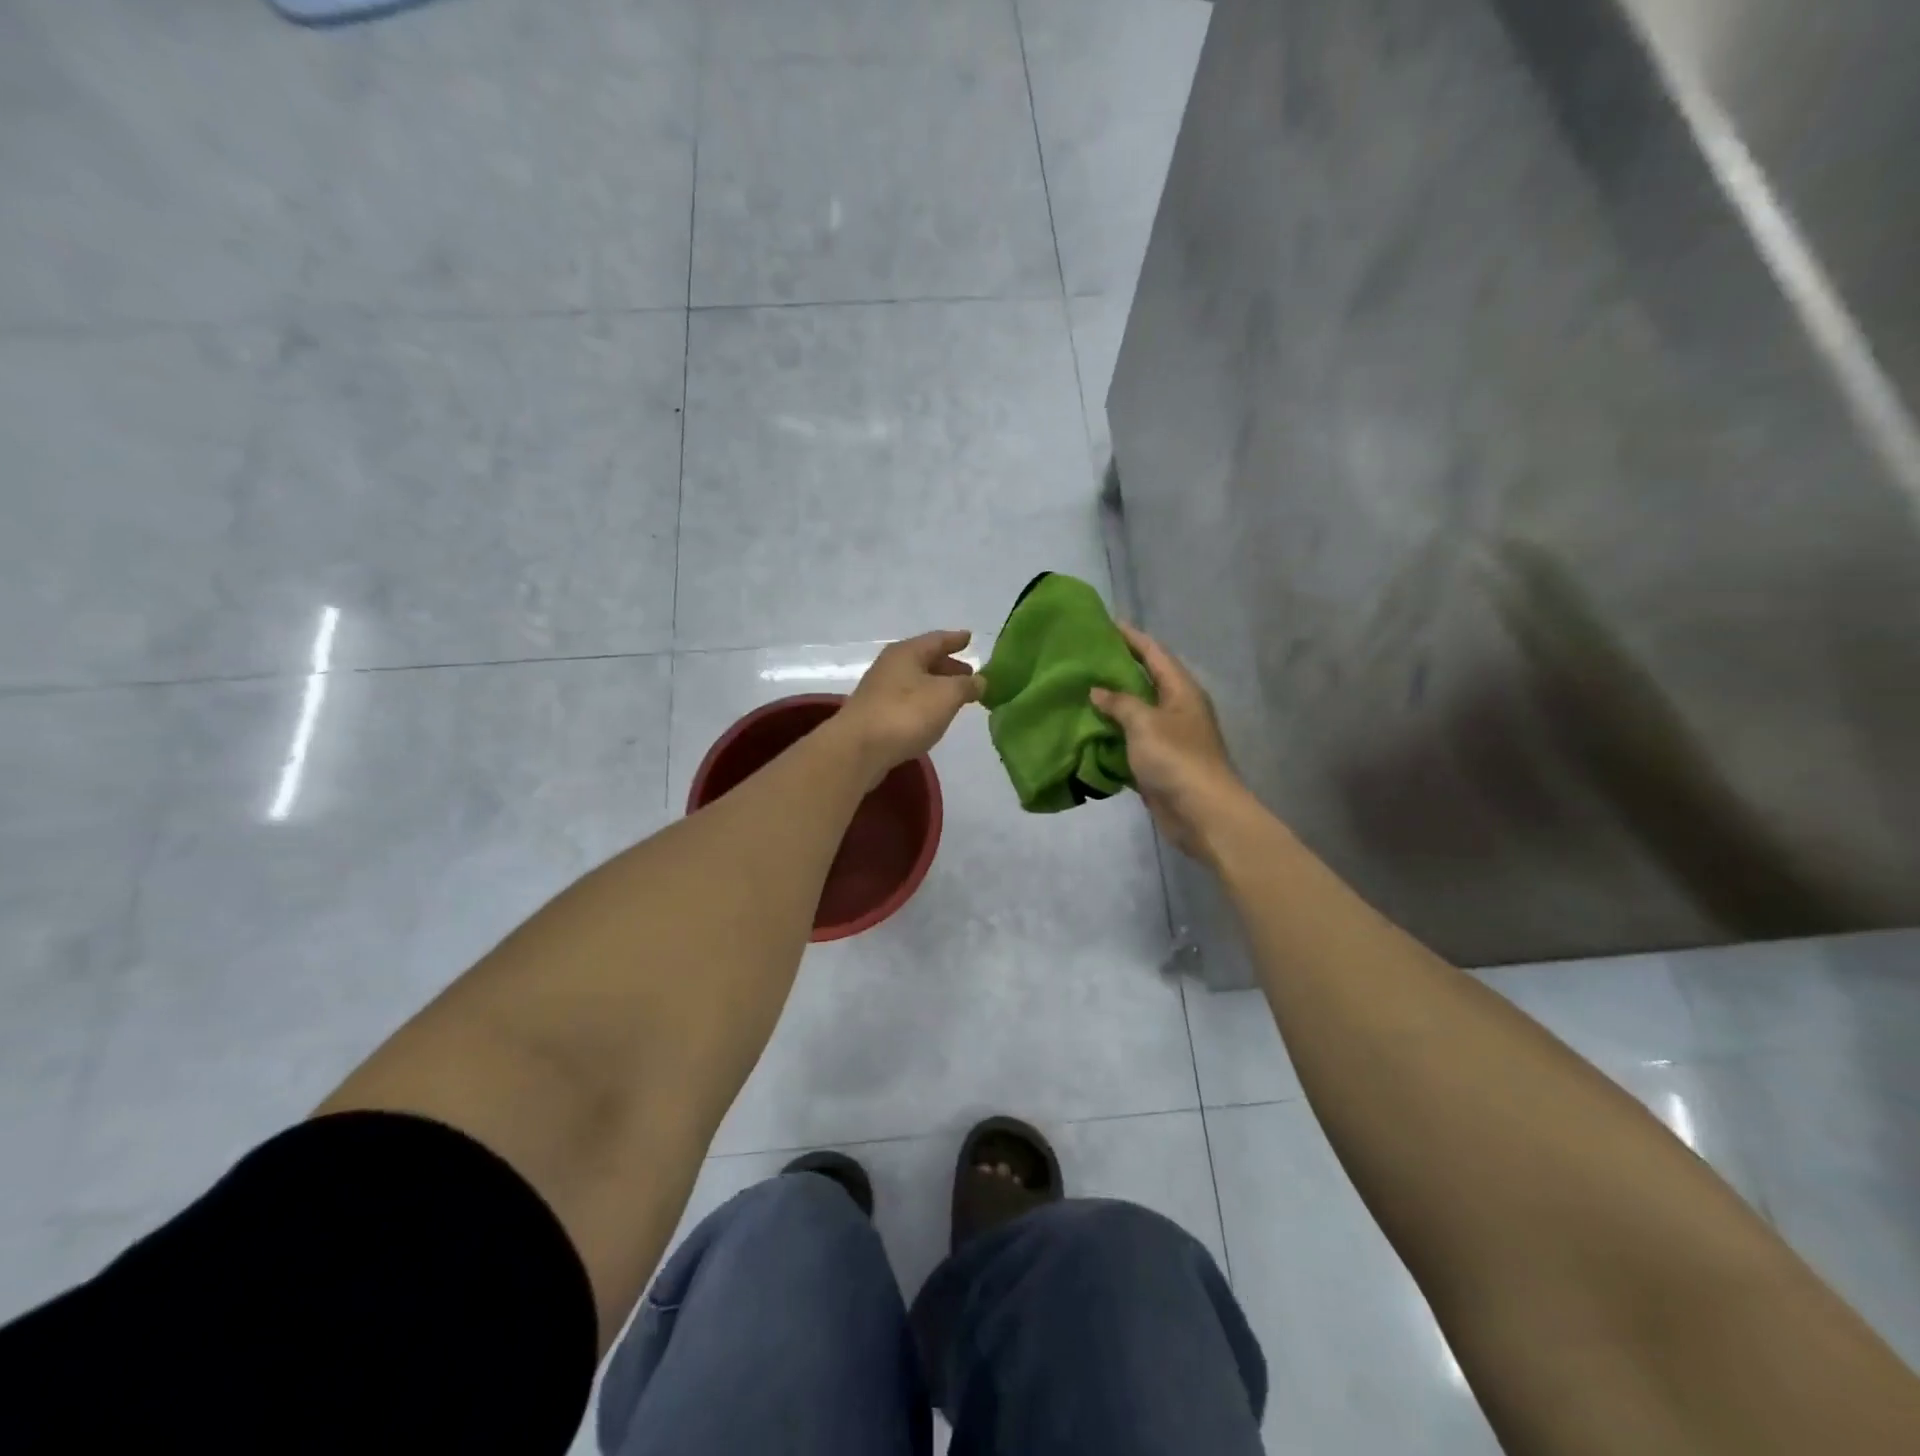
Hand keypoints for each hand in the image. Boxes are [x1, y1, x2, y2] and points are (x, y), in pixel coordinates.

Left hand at [837, 630, 984, 783]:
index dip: (956, 639)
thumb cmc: (906, 713)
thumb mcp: (946, 695)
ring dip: (937, 685)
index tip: (970, 638)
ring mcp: (880, 690)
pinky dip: (924, 701)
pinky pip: (907, 700)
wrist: (858, 749)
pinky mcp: (876, 714)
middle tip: (969, 674)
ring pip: (916, 681)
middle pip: (924, 660)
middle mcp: (891, 666)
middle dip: (948, 665)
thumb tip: (980, 681)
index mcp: (907, 652)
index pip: (937, 639)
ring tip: (956, 696)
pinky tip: (933, 715)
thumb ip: (967, 685)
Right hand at [1091, 624, 1251, 858]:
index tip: (1105, 623)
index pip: (1154, 653)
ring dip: (1109, 704)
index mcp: (1181, 690)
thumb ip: (1120, 703)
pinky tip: (1085, 731)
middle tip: (1083, 658)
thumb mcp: (1145, 723)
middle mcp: (1176, 708)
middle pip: (1144, 680)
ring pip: (1134, 712)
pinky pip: (1129, 741)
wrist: (1202, 813)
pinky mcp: (1156, 763)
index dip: (1131, 637)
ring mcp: (1167, 737)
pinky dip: (1109, 736)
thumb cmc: (1177, 759)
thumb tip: (1098, 691)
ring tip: (1077, 691)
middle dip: (1116, 669)